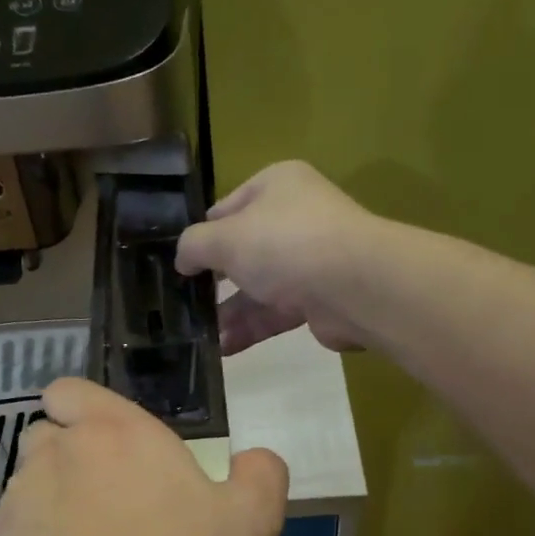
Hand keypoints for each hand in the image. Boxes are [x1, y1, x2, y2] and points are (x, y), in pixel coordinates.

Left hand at [0, 379, 288, 535]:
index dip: (81, 409)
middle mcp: (57, 451)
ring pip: (27, 483)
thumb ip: (260, 475)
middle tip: (104, 497)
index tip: (106, 441)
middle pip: (46, 436)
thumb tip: (255, 461)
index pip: (69, 390)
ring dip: (50, 500)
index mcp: (114, 430)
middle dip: (67, 455)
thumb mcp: (252, 520)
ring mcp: (20, 498)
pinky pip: (15, 531)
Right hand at [176, 160, 377, 354]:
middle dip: (214, 281)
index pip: (228, 208)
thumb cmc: (284, 245)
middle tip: (184, 303)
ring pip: (259, 286)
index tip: (180, 264)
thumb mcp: (225, 237)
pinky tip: (223, 348)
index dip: (202, 235)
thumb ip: (194, 246)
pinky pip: (276, 312)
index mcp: (276, 186)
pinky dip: (251, 328)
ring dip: (230, 311)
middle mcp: (295, 218)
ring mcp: (310, 259)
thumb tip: (182, 259)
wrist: (354, 285)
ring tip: (199, 335)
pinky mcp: (319, 298)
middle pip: (244, 250)